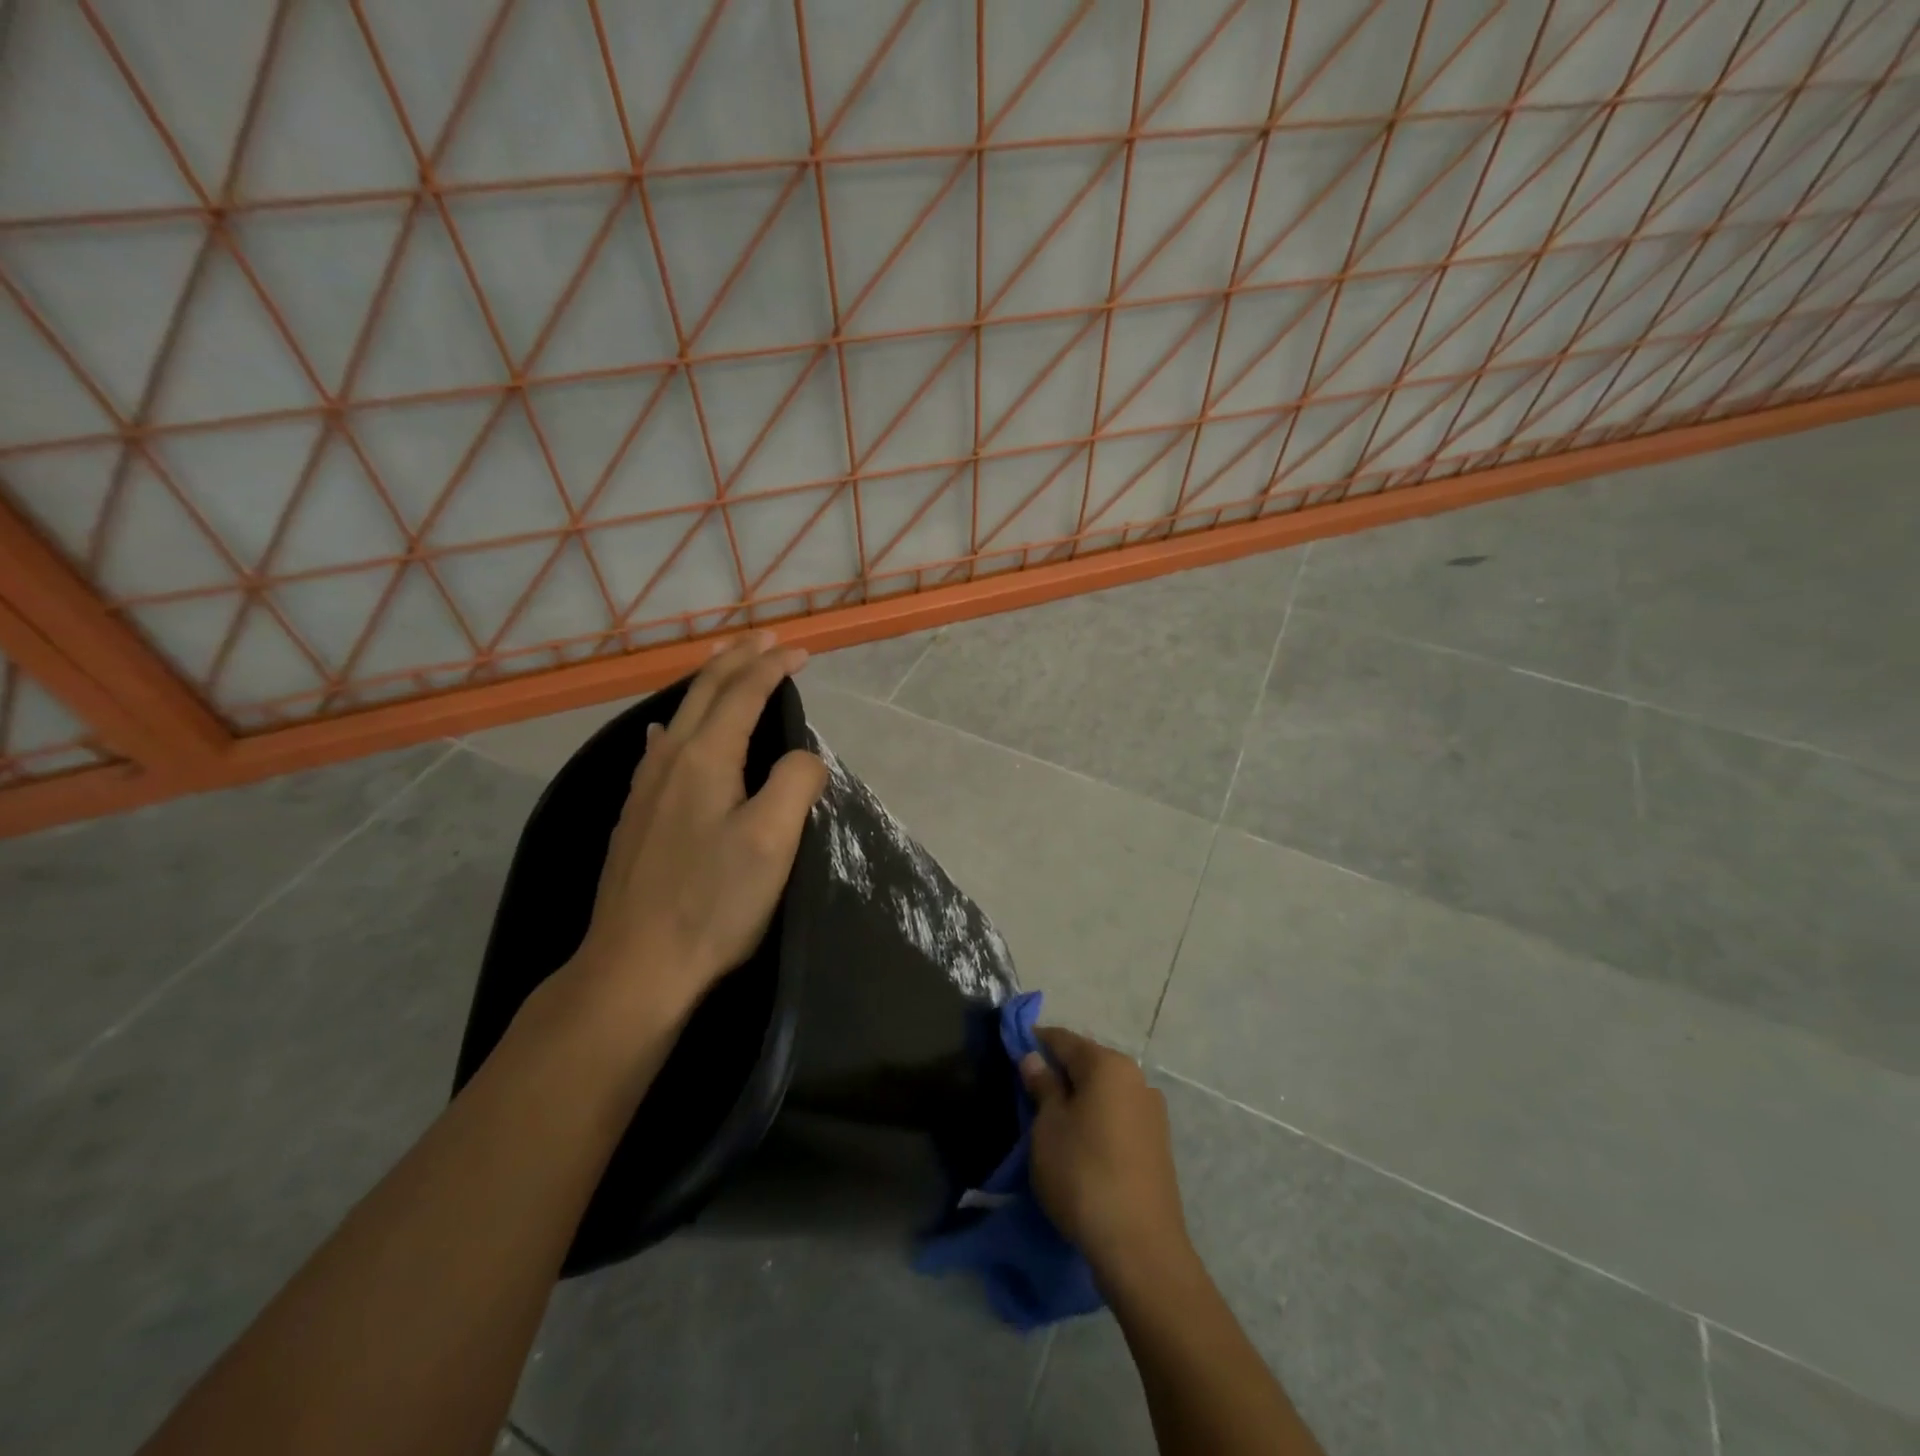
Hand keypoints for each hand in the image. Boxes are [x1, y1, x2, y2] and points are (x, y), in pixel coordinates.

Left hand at [554, 633, 827, 1062]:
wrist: (634, 966)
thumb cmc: (712, 902)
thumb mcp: (772, 840)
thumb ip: (796, 782)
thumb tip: (802, 757)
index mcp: (705, 759)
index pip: (743, 694)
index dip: (773, 667)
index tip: (800, 651)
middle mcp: (669, 761)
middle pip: (705, 694)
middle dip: (737, 660)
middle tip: (763, 637)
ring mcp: (644, 789)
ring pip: (679, 716)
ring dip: (708, 685)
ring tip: (724, 667)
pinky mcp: (635, 817)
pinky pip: (661, 747)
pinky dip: (680, 722)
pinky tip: (667, 732)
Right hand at [1020, 1028, 1193, 1289]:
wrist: (1140, 1247)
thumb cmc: (1083, 1174)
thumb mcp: (1049, 1127)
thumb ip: (1042, 1086)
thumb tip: (1034, 1058)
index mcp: (1108, 1065)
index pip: (1064, 1040)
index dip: (1036, 1042)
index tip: (1014, 1051)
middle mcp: (1136, 1078)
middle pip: (1088, 1063)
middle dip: (1059, 1072)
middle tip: (1029, 1091)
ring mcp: (1152, 1112)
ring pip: (1105, 1091)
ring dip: (1080, 1098)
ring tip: (1053, 1121)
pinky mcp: (1158, 1143)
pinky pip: (1119, 1116)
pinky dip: (1098, 1119)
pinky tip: (1082, 1143)